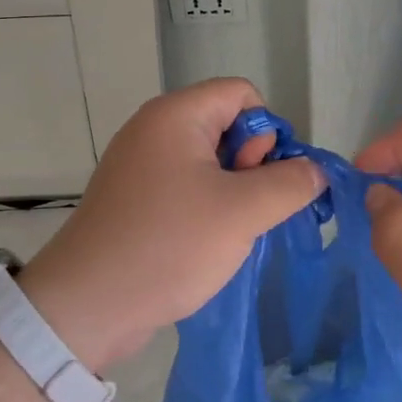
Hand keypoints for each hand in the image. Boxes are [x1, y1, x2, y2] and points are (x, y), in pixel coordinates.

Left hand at [21, 79, 322, 369]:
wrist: (86, 306)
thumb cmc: (169, 245)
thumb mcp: (243, 212)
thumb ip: (291, 183)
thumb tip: (314, 171)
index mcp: (176, 115)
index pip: (242, 94)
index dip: (266, 132)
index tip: (262, 178)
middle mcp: (154, 129)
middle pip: (226, 124)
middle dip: (250, 164)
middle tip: (242, 208)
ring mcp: (139, 164)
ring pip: (209, 161)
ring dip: (232, 192)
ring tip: (226, 232)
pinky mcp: (133, 198)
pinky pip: (185, 186)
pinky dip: (205, 207)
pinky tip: (205, 243)